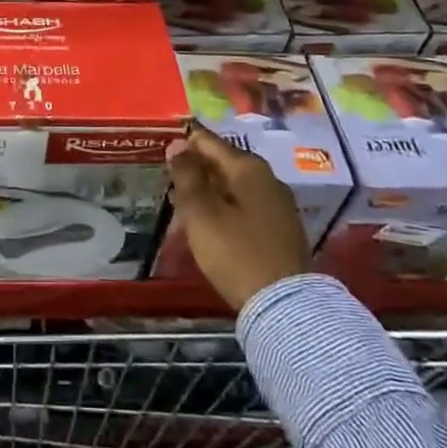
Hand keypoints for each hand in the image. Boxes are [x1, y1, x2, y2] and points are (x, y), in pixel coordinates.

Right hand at [166, 126, 312, 310]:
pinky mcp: (281, 228)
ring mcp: (277, 204)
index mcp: (247, 167)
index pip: (208, 141)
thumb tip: (177, 144)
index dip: (183, 143)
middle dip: (195, 169)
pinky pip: (245, 205)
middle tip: (167, 181)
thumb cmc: (236, 252)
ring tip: (182, 204)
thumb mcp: (201, 212)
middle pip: (222, 162)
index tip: (161, 151)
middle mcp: (267, 178)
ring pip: (233, 185)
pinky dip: (224, 207)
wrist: (285, 306)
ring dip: (208, 190)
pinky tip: (210, 223)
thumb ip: (187, 175)